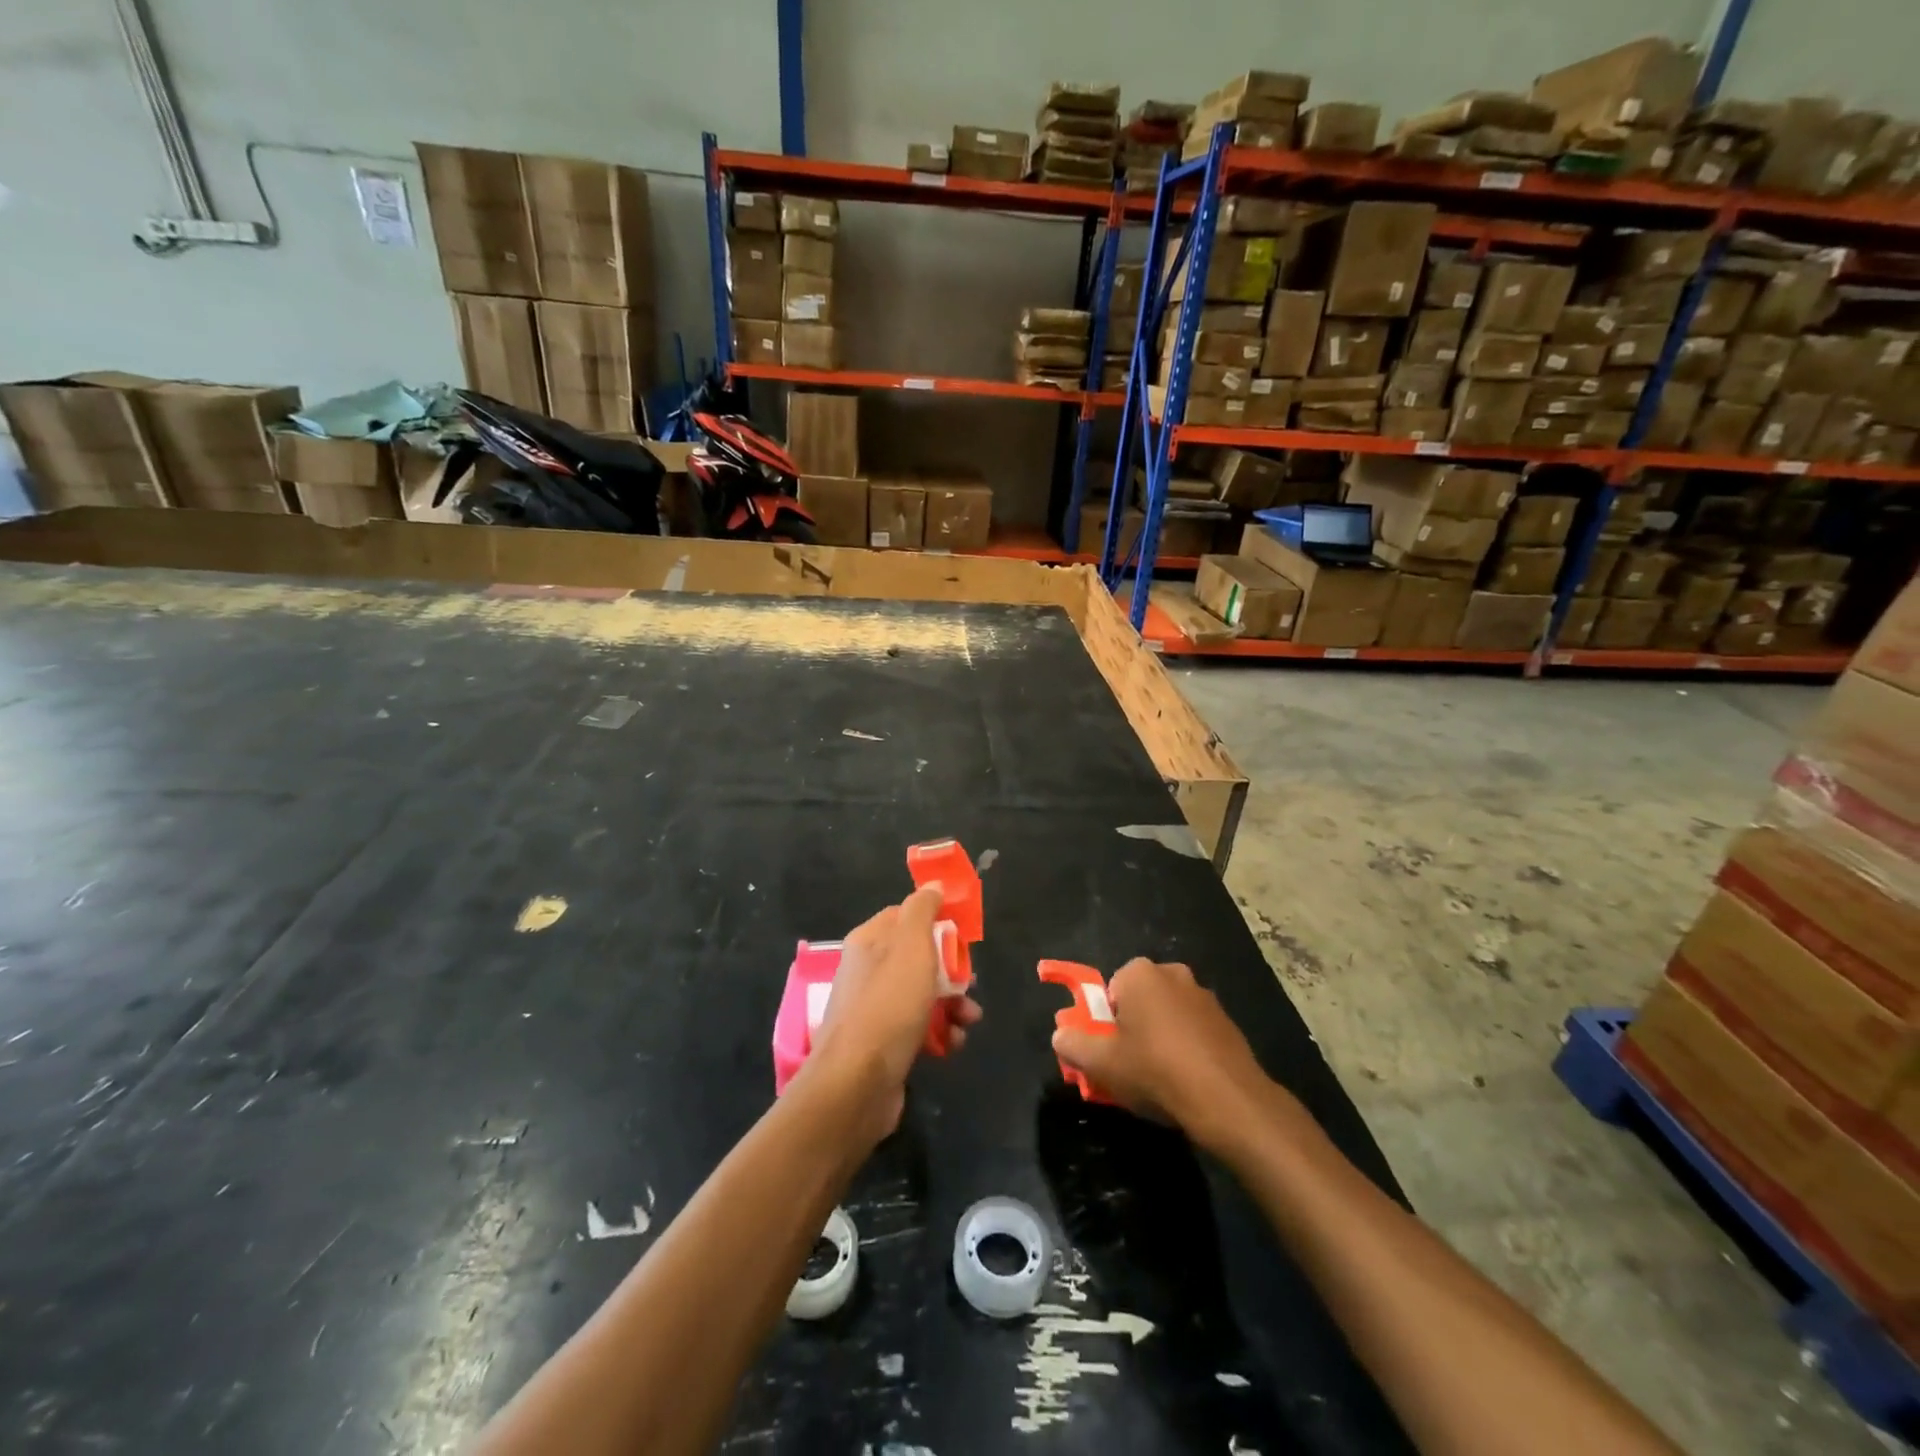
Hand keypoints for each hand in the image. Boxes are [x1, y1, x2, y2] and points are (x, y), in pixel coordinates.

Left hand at [806, 886, 982, 1139]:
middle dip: (951, 970)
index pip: (905, 916)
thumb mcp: (911, 946)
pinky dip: (940, 1033)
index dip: (936, 921)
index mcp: (869, 941)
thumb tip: (932, 884)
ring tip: (969, 1019)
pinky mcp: (884, 1044)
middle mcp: (868, 971)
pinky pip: (919, 1028)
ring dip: (952, 1004)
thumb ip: (922, 911)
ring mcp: (874, 1009)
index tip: (963, 934)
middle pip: (919, 957)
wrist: (857, 1083)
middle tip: (969, 982)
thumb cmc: (888, 1005)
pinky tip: (952, 1044)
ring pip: (923, 994)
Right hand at [1051, 959, 1272, 1145]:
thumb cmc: (1156, 1070)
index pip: (1110, 989)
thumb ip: (1073, 1044)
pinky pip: (1194, 1032)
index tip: (1108, 1051)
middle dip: (1132, 1028)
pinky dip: (1186, 1049)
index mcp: (1140, 973)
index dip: (1105, 1021)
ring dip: (1160, 1039)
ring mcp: (1205, 997)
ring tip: (1158, 1079)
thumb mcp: (1102, 1063)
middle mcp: (1174, 974)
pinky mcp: (1228, 1023)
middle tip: (1129, 1065)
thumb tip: (1060, 1034)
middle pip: (1140, 1001)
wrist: (1229, 1100)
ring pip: (1168, 1016)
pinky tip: (1186, 1082)